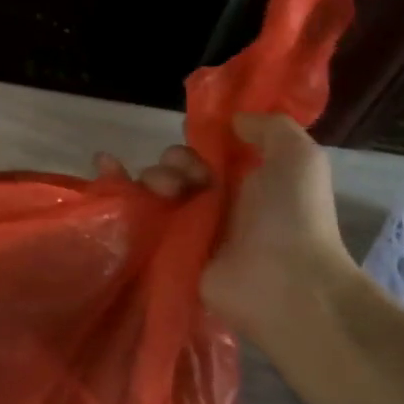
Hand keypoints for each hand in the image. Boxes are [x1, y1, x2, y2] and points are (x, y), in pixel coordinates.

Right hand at [100, 116, 359, 340]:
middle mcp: (215, 201)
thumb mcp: (298, 156)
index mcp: (244, 179)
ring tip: (165, 193)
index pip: (208, 151)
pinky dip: (119, 192)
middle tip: (185, 178)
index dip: (199, 141)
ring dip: (153, 178)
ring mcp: (190, 227)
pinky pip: (138, 216)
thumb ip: (269, 127)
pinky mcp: (169, 249)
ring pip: (155, 188)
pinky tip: (105, 172)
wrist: (286, 282)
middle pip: (176, 167)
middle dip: (173, 162)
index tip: (200, 143)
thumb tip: (232, 120)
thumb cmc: (293, 216)